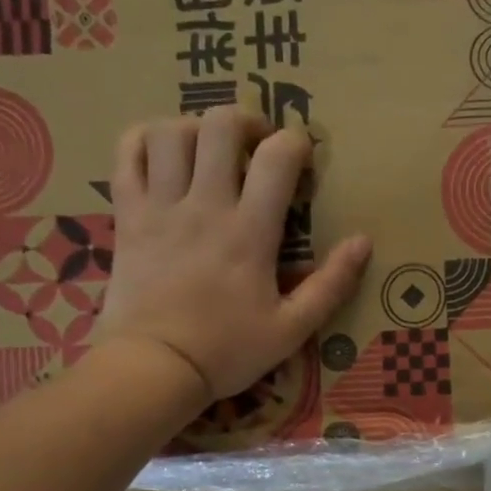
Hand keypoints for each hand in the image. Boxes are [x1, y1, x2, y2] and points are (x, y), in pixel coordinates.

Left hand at [95, 108, 371, 400]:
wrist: (153, 369)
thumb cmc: (227, 351)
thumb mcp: (292, 328)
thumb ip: (331, 284)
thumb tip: (364, 241)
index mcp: (249, 232)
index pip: (276, 157)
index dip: (296, 143)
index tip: (302, 157)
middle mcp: (204, 206)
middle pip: (219, 126)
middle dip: (245, 120)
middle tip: (256, 143)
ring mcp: (159, 207)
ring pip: (170, 132)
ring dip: (195, 127)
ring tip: (210, 149)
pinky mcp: (127, 216)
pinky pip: (125, 155)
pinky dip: (143, 138)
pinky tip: (161, 150)